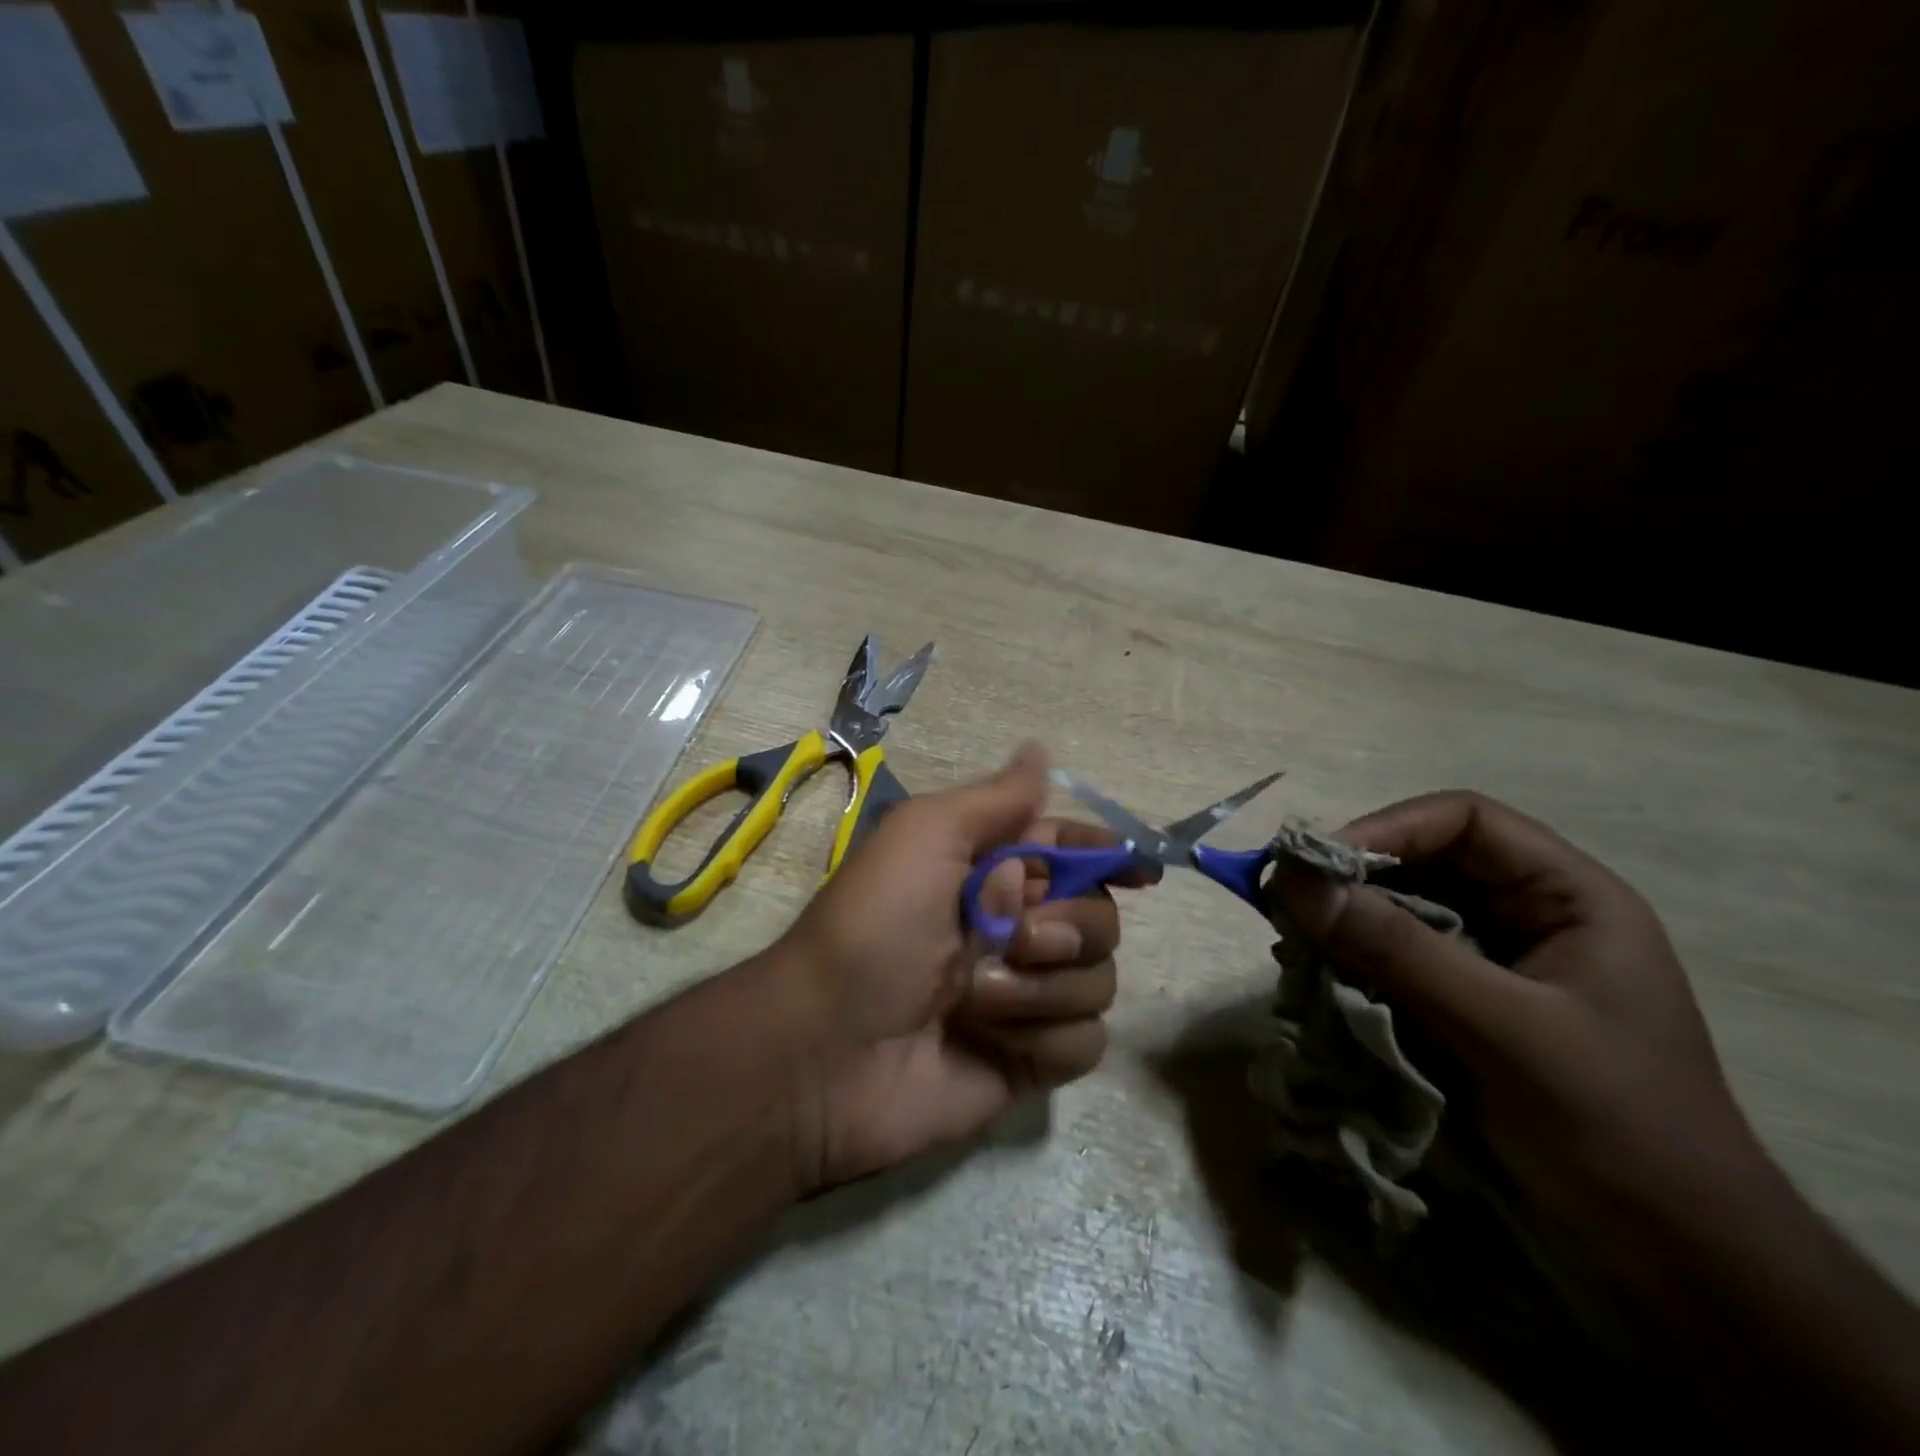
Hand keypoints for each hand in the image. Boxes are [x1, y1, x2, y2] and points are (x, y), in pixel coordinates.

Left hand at [776, 744, 1144, 1192]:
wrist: (827, 1051)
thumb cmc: (876, 926)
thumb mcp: (926, 837)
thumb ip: (996, 799)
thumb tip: (1041, 750)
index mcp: (992, 872)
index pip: (1071, 850)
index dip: (1108, 852)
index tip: (1142, 867)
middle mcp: (1016, 929)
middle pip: (1101, 916)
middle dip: (1068, 926)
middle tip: (1014, 936)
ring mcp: (1026, 997)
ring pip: (1100, 980)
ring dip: (1043, 987)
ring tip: (976, 998)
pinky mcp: (1031, 1060)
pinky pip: (1085, 1042)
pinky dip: (1044, 1039)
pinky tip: (994, 1041)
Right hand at [1271, 791, 1764, 1260]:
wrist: (1677, 1273)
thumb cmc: (1614, 1133)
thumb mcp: (1504, 1031)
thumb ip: (1398, 950)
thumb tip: (1295, 881)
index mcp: (1568, 898)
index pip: (1464, 821)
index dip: (1387, 828)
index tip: (1317, 866)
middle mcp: (1527, 919)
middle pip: (1422, 865)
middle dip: (1353, 882)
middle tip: (1287, 908)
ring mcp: (1494, 968)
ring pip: (1399, 916)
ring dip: (1344, 927)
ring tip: (1294, 948)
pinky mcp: (1463, 1013)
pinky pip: (1393, 965)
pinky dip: (1351, 968)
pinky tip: (1319, 984)